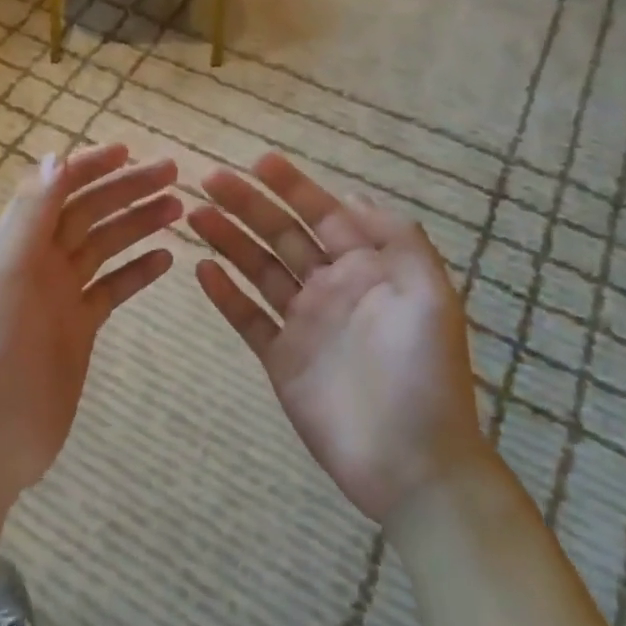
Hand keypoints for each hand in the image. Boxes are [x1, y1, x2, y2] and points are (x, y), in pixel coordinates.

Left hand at [0, 144, 180, 505]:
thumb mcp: (6, 273)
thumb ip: (30, 214)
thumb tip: (56, 156)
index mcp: (16, 241)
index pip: (56, 188)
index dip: (91, 166)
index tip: (131, 151)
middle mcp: (38, 260)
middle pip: (88, 212)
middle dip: (126, 189)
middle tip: (173, 174)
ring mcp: (60, 294)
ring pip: (104, 246)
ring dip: (138, 224)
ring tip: (178, 210)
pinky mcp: (79, 327)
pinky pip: (113, 288)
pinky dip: (137, 271)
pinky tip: (166, 259)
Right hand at [188, 153, 484, 524]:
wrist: (413, 464)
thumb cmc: (425, 375)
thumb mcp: (430, 296)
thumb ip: (397, 240)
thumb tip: (354, 196)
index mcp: (367, 270)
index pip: (323, 214)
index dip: (292, 186)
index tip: (258, 161)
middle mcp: (331, 288)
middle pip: (281, 236)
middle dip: (248, 205)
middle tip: (209, 179)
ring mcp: (303, 324)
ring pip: (258, 270)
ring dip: (228, 240)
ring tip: (195, 214)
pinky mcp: (280, 359)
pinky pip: (247, 319)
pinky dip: (224, 294)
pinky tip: (201, 269)